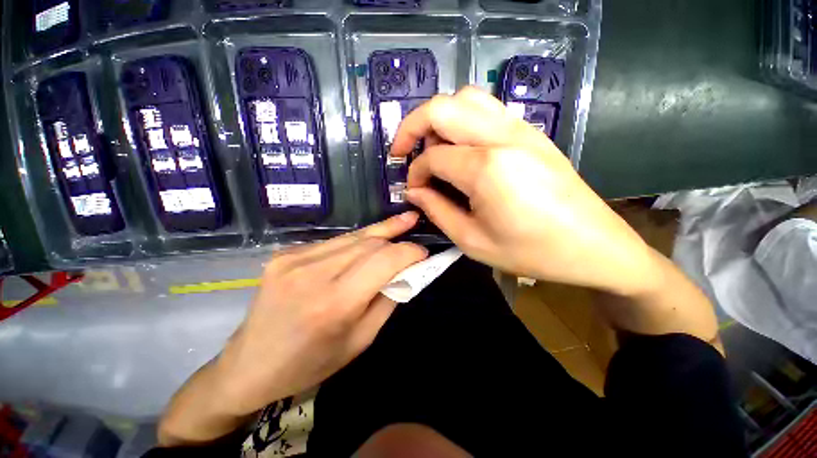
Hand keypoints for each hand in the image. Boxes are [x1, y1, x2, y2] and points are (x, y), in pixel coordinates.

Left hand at [213, 213, 427, 415]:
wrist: (250, 364)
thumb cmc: (311, 362)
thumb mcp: (361, 340)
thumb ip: (388, 300)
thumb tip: (406, 272)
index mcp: (335, 303)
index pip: (384, 261)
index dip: (409, 252)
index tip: (423, 252)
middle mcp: (313, 273)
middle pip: (370, 243)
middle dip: (396, 239)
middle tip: (412, 238)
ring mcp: (294, 258)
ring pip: (353, 236)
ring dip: (380, 233)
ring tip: (401, 222)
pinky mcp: (286, 253)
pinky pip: (334, 242)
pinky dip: (356, 242)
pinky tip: (366, 244)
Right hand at [392, 86, 656, 295]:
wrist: (594, 246)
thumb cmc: (531, 252)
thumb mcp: (473, 241)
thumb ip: (437, 211)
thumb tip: (414, 191)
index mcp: (486, 168)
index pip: (433, 156)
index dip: (415, 172)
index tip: (413, 190)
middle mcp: (502, 137)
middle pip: (442, 107)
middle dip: (412, 126)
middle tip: (404, 152)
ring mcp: (521, 128)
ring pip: (466, 98)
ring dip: (439, 118)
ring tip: (432, 147)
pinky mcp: (531, 132)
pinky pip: (487, 108)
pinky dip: (463, 119)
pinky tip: (460, 146)